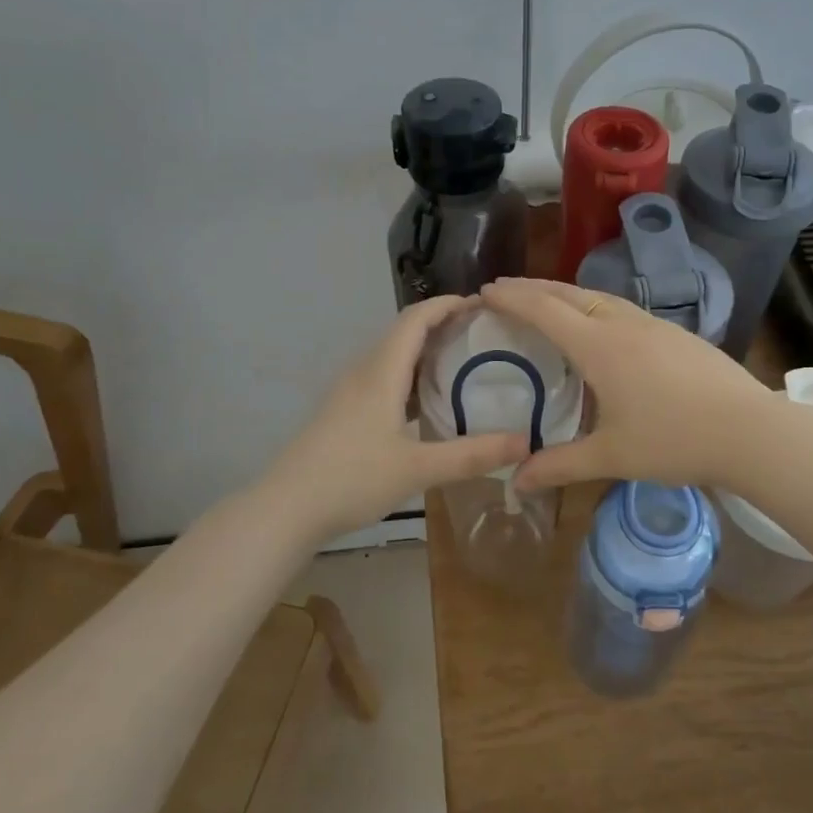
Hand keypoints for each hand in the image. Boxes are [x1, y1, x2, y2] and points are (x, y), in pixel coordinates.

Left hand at [260, 296, 529, 540]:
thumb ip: (472, 455)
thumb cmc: (351, 479)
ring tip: (464, 362)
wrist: (285, 509)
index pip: (415, 319)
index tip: (483, 303)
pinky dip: (411, 377)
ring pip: (392, 357)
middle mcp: (363, 373)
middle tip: (484, 333)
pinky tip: (428, 402)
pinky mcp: (343, 413)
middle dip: (442, 324)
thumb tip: (527, 442)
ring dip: (426, 351)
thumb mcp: (418, 469)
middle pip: (404, 332)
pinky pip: (383, 379)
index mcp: (380, 373)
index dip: (447, 304)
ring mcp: (349, 393)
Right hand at [481, 278, 774, 492]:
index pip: (544, 310)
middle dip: (533, 288)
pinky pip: (622, 309)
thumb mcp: (610, 456)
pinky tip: (599, 327)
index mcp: (600, 346)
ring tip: (546, 302)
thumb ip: (559, 466)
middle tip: (505, 288)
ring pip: (599, 298)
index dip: (512, 298)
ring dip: (565, 294)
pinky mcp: (676, 334)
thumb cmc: (674, 441)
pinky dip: (594, 307)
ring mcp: (654, 325)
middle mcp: (624, 324)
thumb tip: (515, 482)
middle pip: (569, 294)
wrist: (751, 431)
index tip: (485, 289)